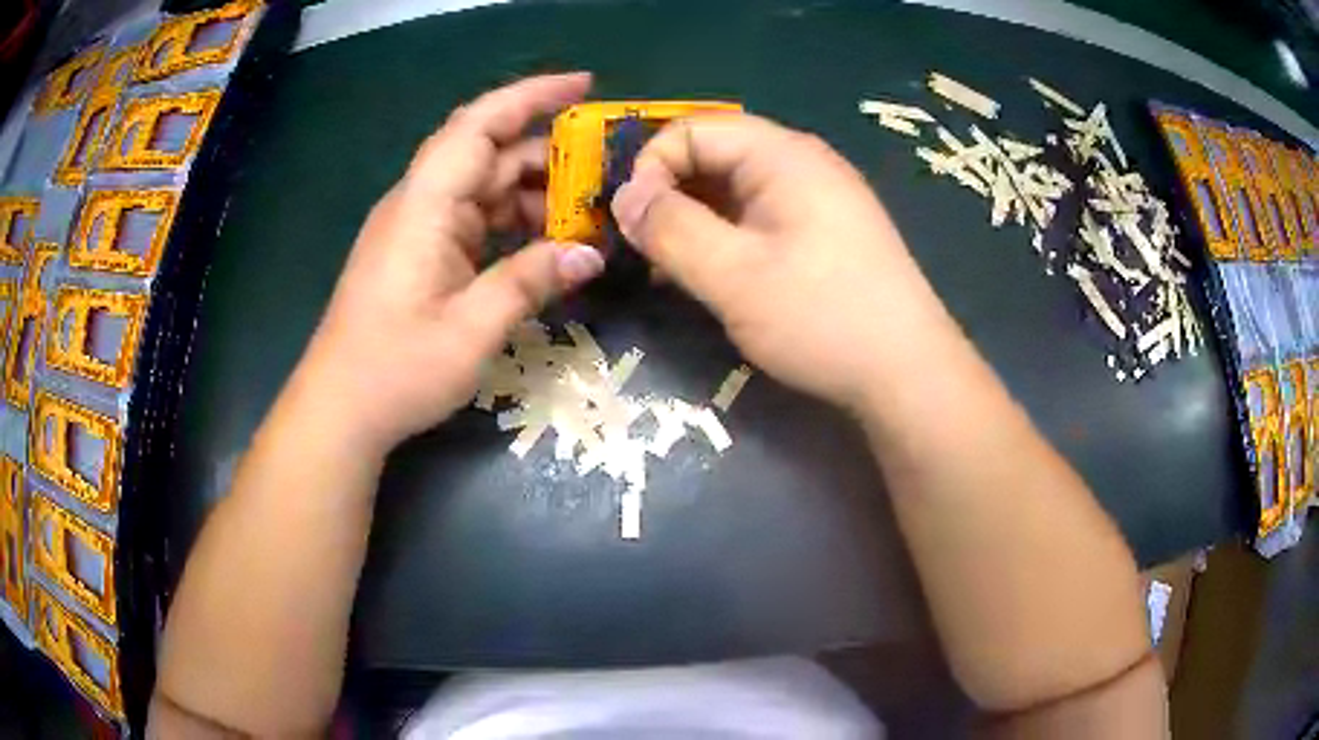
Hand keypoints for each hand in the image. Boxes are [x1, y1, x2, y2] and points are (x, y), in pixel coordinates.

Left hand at [293, 73, 604, 454]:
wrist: (340, 409)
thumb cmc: (396, 369)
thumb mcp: (472, 329)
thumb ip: (531, 281)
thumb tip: (591, 254)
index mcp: (425, 205)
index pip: (479, 124)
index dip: (531, 96)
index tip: (583, 86)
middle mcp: (420, 203)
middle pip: (489, 154)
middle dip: (548, 155)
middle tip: (606, 171)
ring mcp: (419, 228)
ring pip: (485, 188)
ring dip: (533, 195)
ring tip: (587, 217)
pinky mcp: (420, 253)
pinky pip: (475, 219)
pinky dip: (512, 223)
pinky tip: (546, 244)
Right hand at [612, 114, 953, 409]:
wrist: (908, 374)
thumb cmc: (823, 318)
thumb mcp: (734, 275)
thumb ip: (671, 230)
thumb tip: (624, 198)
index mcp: (783, 155)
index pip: (693, 129)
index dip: (651, 167)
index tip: (630, 222)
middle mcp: (801, 163)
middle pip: (714, 155)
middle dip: (668, 194)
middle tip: (642, 247)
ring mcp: (817, 198)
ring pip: (733, 190)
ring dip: (692, 220)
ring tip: (668, 269)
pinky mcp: (823, 233)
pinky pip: (758, 217)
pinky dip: (724, 238)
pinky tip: (710, 276)